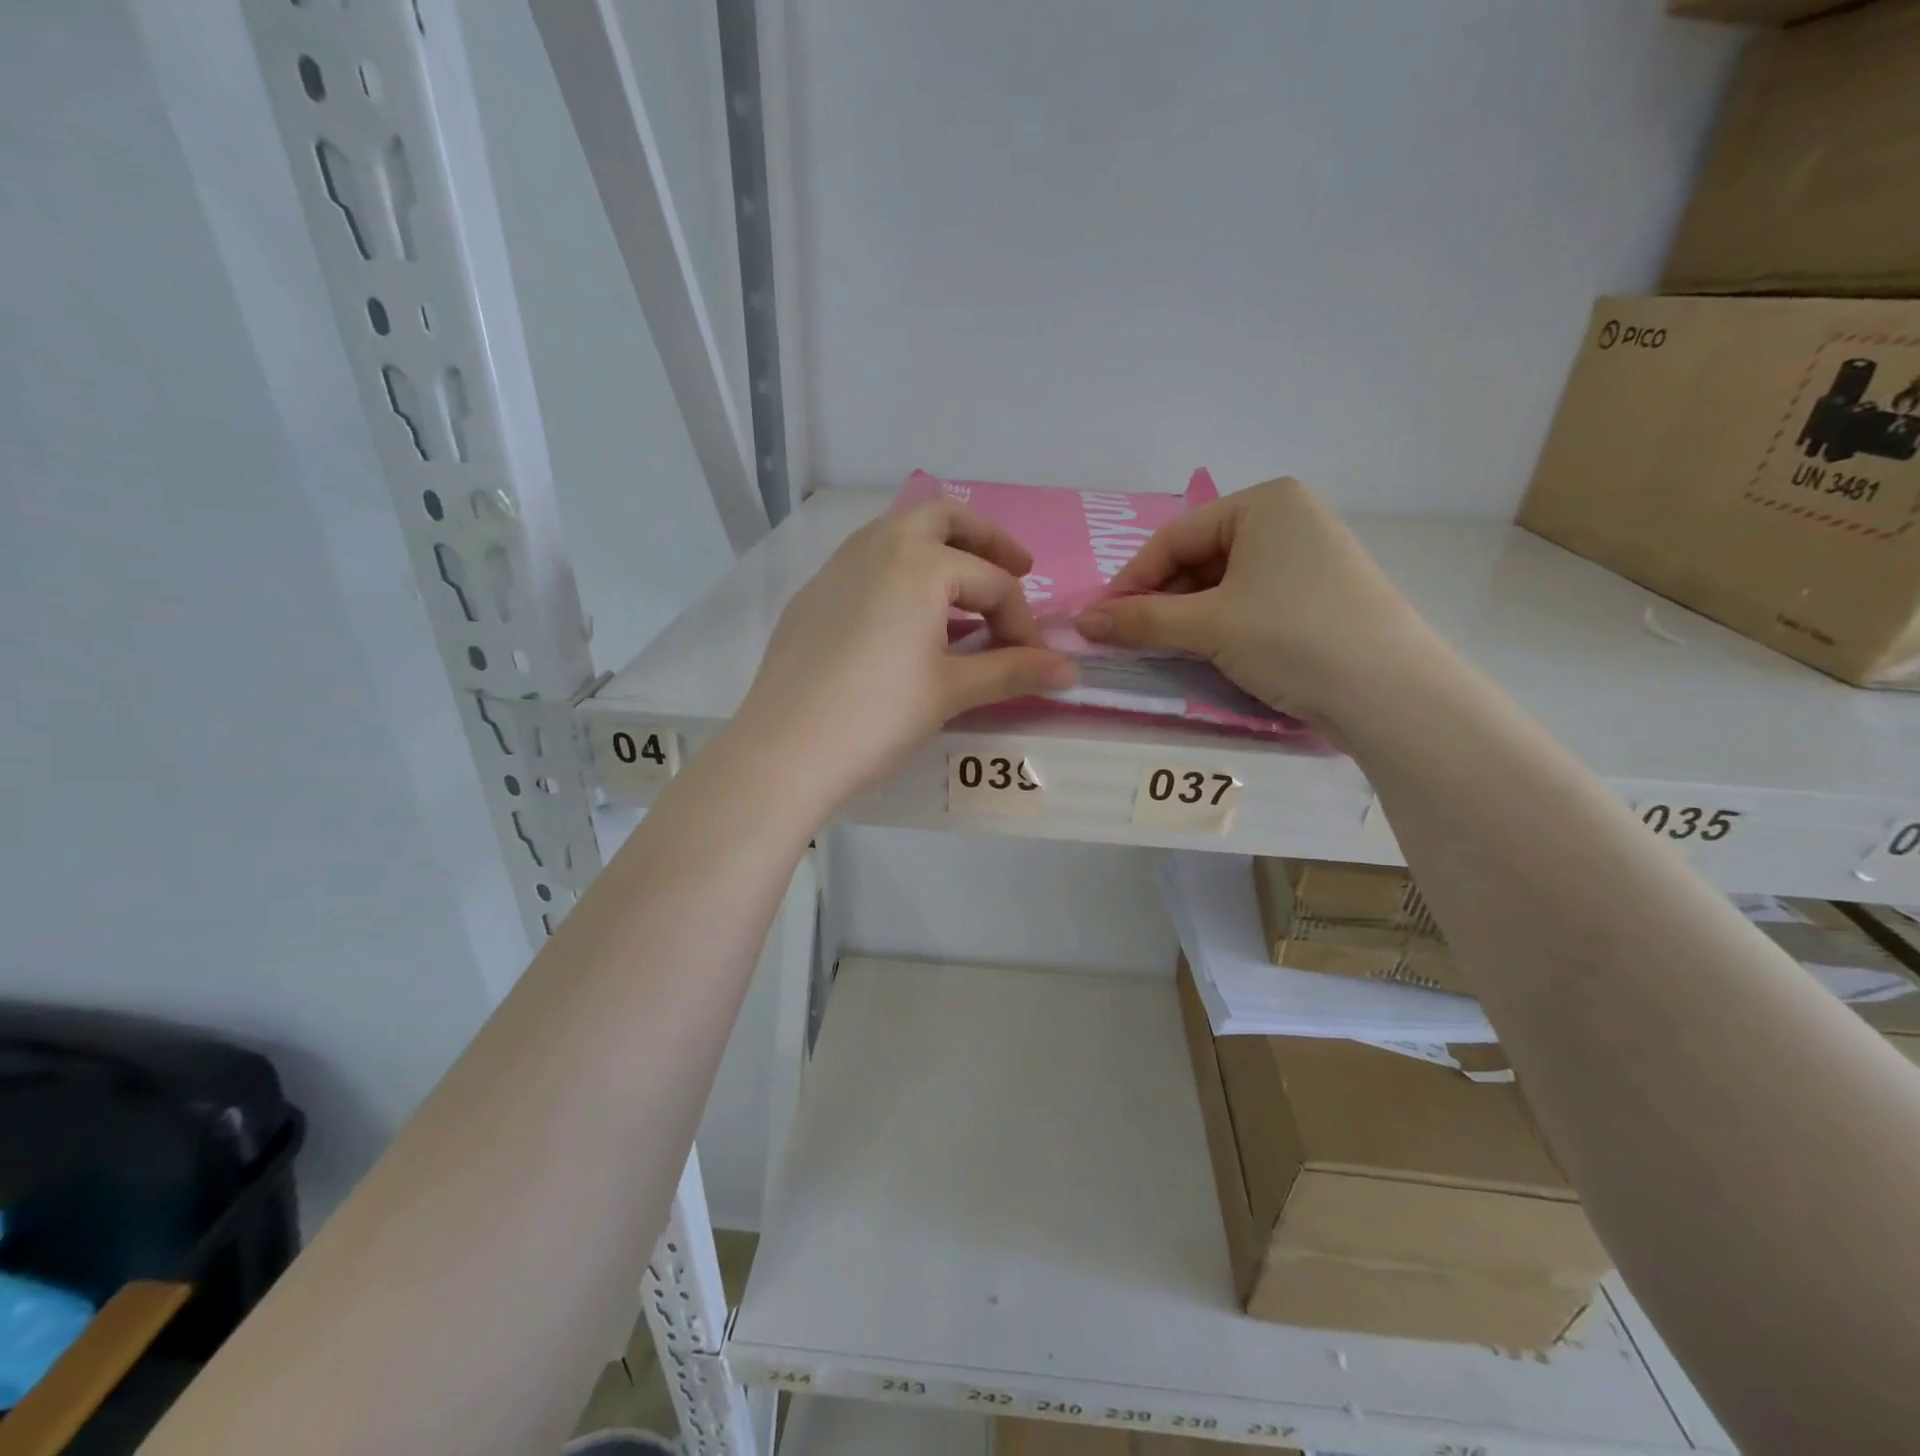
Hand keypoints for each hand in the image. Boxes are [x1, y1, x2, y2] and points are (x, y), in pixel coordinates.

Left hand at [732, 501, 1075, 810]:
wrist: (785, 751)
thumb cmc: (879, 716)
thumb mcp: (952, 692)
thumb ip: (1013, 672)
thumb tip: (1070, 673)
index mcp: (919, 563)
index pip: (992, 583)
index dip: (1023, 622)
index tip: (1036, 661)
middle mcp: (876, 547)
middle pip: (943, 518)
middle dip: (986, 540)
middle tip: (1017, 570)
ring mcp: (836, 568)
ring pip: (897, 535)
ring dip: (938, 553)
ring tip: (962, 600)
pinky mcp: (811, 597)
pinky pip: (866, 565)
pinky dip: (899, 576)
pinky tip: (904, 622)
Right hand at [1074, 477, 1421, 723]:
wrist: (1390, 693)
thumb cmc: (1292, 637)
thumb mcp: (1208, 626)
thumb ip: (1140, 620)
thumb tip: (1081, 622)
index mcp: (1265, 502)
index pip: (1175, 537)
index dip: (1131, 580)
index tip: (1100, 619)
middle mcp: (1289, 518)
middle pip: (1199, 558)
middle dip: (1160, 599)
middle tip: (1128, 638)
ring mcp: (1309, 557)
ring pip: (1223, 583)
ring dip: (1186, 615)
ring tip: (1162, 648)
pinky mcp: (1319, 595)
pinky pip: (1251, 600)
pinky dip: (1220, 624)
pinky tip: (1206, 650)